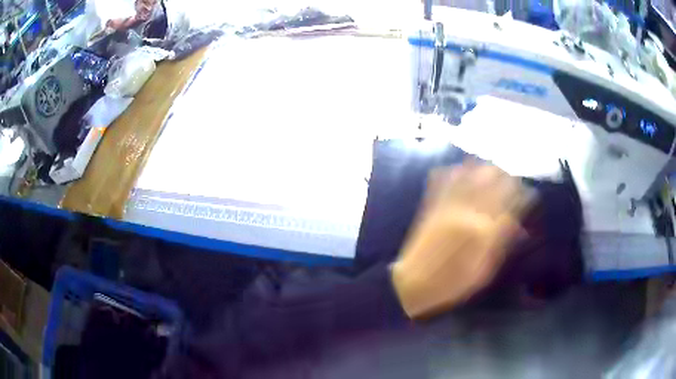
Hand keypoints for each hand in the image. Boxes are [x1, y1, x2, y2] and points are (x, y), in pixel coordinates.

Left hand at [391, 161, 532, 318]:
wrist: (414, 283)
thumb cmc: (453, 283)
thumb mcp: (484, 270)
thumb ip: (501, 242)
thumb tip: (518, 223)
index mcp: (484, 229)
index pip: (511, 200)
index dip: (524, 194)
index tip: (529, 195)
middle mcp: (467, 210)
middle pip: (492, 177)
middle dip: (507, 176)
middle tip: (513, 184)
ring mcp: (447, 204)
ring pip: (470, 170)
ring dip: (485, 169)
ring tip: (492, 175)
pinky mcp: (431, 204)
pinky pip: (443, 177)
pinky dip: (456, 171)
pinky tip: (463, 172)